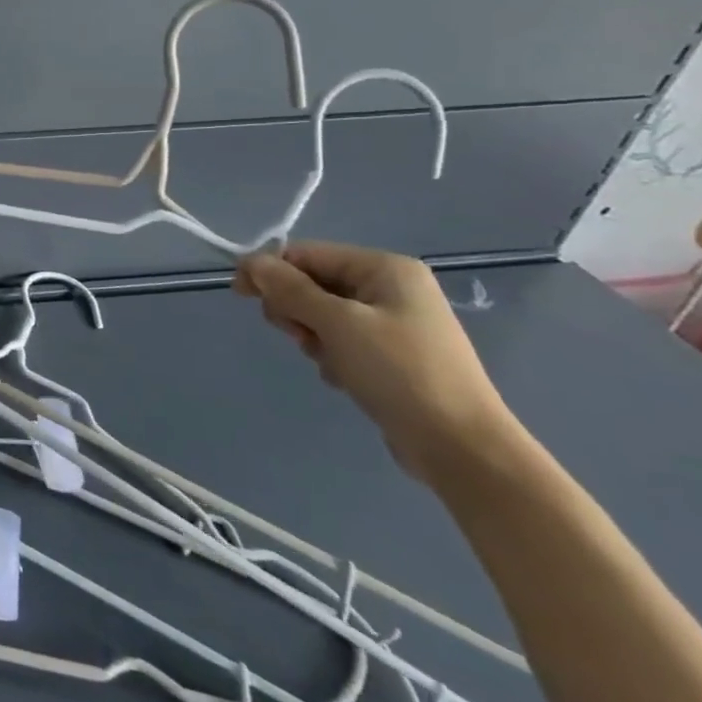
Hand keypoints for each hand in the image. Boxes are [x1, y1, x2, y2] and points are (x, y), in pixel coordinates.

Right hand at [234, 241, 521, 485]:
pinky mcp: (391, 354)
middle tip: (300, 337)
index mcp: (385, 268)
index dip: (269, 271)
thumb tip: (249, 262)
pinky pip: (340, 340)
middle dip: (295, 310)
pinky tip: (345, 377)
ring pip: (321, 314)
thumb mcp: (337, 323)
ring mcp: (394, 322)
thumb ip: (289, 288)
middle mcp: (391, 287)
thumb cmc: (399, 372)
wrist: (461, 447)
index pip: (305, 254)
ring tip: (329, 362)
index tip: (240, 296)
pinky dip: (331, 355)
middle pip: (312, 283)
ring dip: (312, 337)